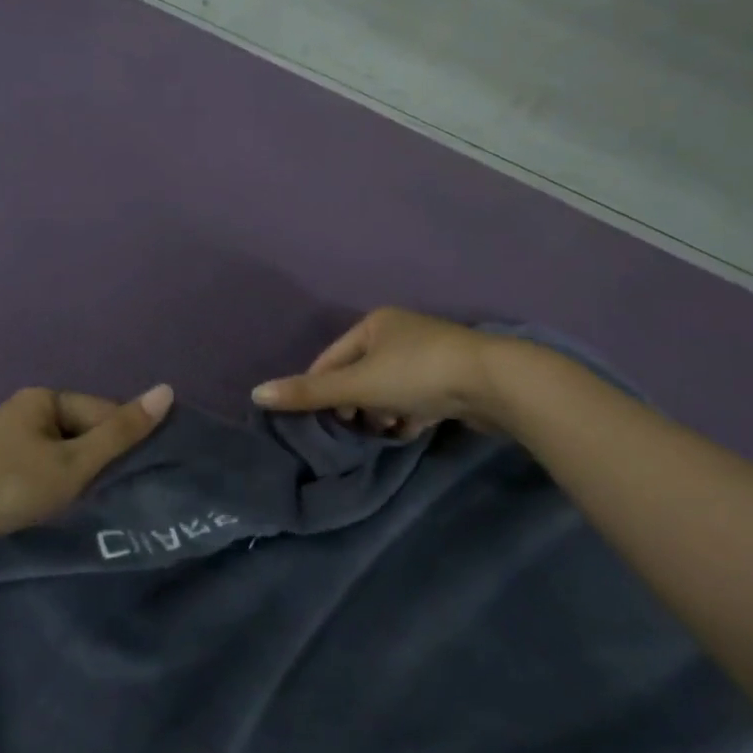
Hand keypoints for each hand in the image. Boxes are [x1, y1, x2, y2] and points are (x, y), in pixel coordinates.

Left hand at [0, 385, 173, 568]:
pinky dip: (54, 484)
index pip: (102, 412)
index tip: (130, 475)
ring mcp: (9, 437)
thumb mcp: (74, 461)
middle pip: (82, 431)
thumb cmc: (13, 482)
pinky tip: (55, 504)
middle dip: (96, 460)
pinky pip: (41, 467)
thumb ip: (121, 432)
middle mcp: (27, 409)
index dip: (119, 443)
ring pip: (62, 453)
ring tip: (81, 502)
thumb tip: (167, 390)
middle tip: (102, 493)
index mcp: (45, 397)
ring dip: (76, 475)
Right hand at [252, 308, 513, 437]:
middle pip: (361, 374)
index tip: (317, 419)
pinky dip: (408, 415)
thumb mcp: (358, 384)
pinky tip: (411, 429)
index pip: (332, 358)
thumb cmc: (418, 373)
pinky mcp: (452, 378)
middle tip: (355, 427)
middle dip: (356, 404)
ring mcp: (429, 354)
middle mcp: (400, 332)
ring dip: (382, 412)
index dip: (320, 388)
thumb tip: (256, 395)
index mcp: (375, 323)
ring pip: (388, 389)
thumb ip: (309, 392)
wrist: (496, 383)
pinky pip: (416, 397)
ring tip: (387, 430)